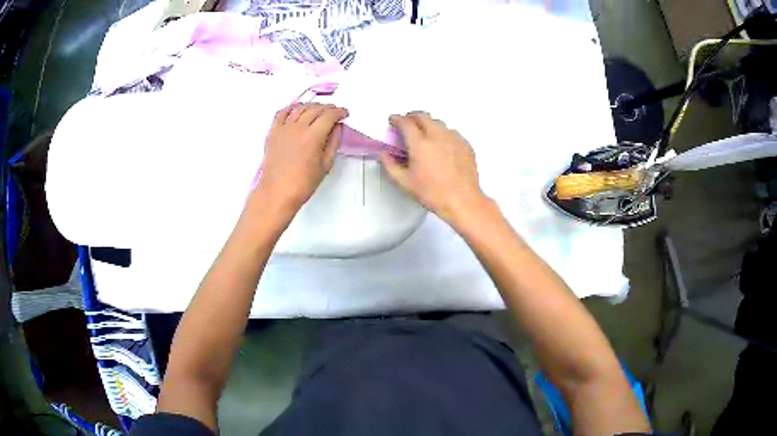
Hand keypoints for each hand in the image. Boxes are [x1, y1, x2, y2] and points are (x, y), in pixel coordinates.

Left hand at [254, 103, 348, 213]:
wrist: (277, 192)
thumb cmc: (303, 183)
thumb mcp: (326, 165)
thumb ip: (333, 143)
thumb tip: (337, 127)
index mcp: (313, 136)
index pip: (329, 115)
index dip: (339, 112)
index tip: (344, 114)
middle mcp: (298, 127)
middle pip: (315, 109)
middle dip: (328, 108)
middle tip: (334, 112)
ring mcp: (284, 128)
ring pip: (300, 107)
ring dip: (312, 105)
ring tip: (318, 110)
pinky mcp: (273, 132)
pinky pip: (282, 113)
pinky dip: (292, 108)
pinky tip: (297, 109)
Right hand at [380, 112, 487, 224]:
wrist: (462, 201)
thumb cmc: (432, 193)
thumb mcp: (404, 183)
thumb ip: (389, 165)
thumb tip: (384, 153)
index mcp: (420, 143)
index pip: (405, 122)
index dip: (396, 119)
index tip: (393, 120)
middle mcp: (437, 135)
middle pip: (423, 116)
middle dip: (412, 116)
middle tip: (407, 123)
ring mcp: (454, 138)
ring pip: (438, 123)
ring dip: (428, 124)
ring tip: (424, 134)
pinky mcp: (465, 144)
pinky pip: (451, 132)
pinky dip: (442, 133)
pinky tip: (441, 145)